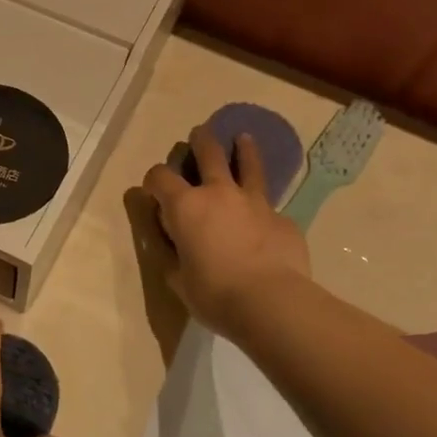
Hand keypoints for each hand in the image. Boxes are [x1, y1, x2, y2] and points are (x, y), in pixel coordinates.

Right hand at [142, 126, 310, 338]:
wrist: (271, 302)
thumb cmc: (214, 294)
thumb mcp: (178, 279)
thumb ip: (173, 255)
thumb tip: (172, 242)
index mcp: (185, 207)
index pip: (160, 177)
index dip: (153, 180)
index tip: (153, 191)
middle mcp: (219, 193)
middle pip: (209, 153)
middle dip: (201, 141)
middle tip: (200, 133)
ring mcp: (255, 203)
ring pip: (249, 165)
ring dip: (244, 150)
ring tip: (244, 138)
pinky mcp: (283, 219)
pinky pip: (270, 207)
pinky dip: (263, 209)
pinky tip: (267, 222)